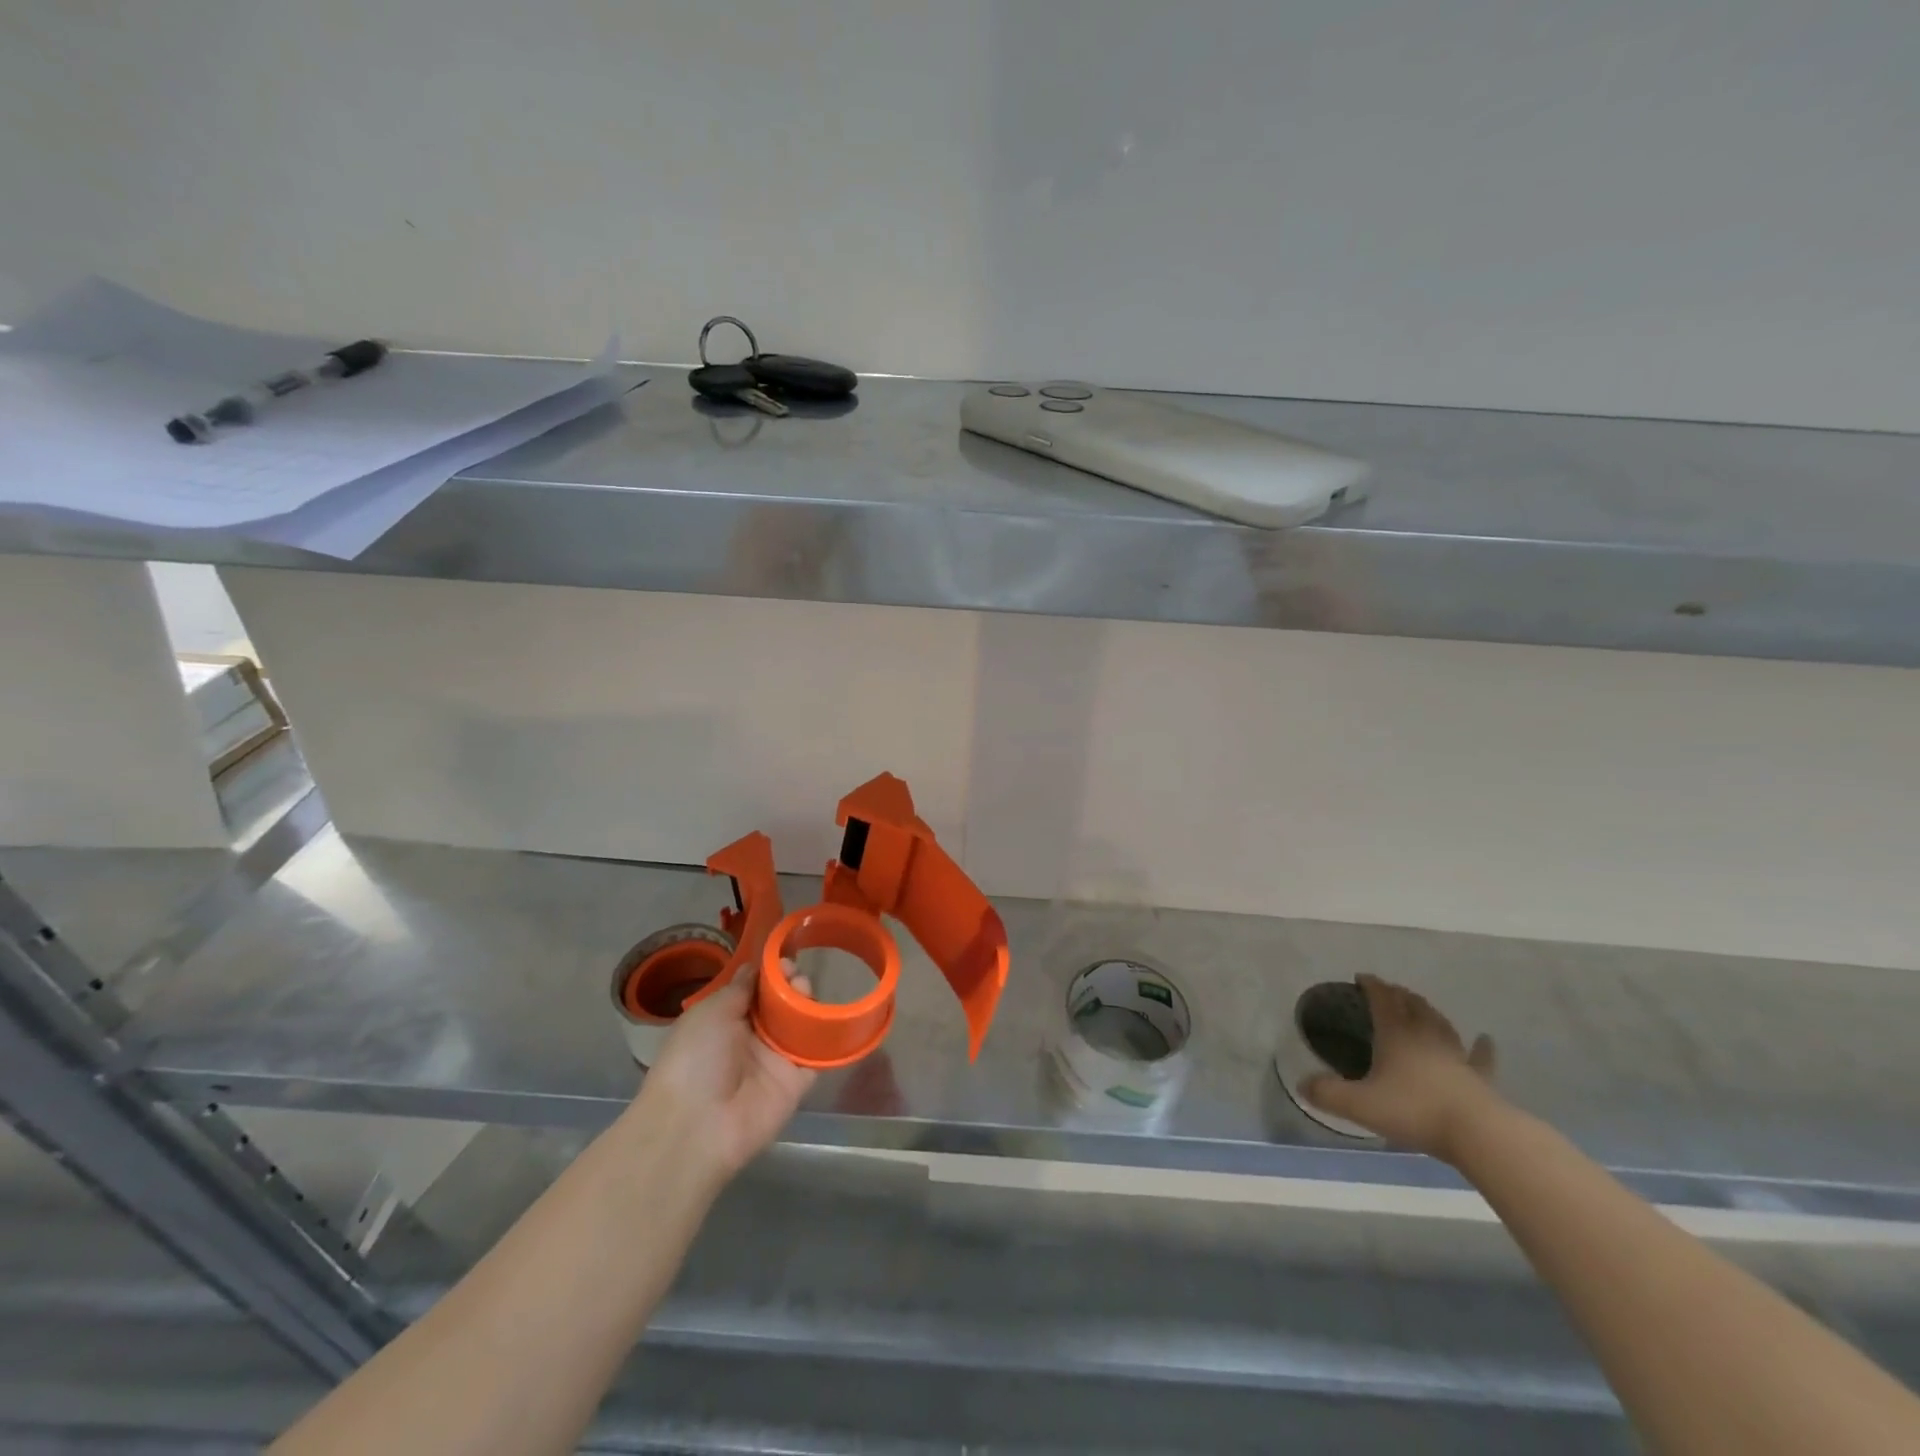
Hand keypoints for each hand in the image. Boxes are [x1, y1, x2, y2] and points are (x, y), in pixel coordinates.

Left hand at [632, 964, 815, 1182]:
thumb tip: (754, 967)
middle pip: (782, 1006)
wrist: (698, 1125)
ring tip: (808, 994)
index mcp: (726, 1022)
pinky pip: (817, 1057)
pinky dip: (828, 1039)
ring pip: (801, 1026)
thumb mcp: (710, 1012)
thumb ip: (739, 988)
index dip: (772, 975)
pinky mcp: (796, 1084)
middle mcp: (752, 1040)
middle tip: (798, 979)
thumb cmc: (696, 1058)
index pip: (756, 991)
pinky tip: (834, 1019)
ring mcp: (775, 1062)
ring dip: (809, 1006)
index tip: (784, 962)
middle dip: (793, 987)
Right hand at [1300, 974, 1499, 1163]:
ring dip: (1428, 1011)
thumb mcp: (1359, 1104)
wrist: (1477, 1134)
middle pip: (1412, 1005)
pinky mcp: (1479, 1077)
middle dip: (1399, 994)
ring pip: (1440, 1023)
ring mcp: (1456, 1055)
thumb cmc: (1414, 1110)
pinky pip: (1479, 1056)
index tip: (1361, 977)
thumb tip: (1302, 1084)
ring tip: (1420, 1005)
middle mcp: (1425, 1035)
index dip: (1371, 985)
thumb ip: (1327, 1093)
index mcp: (1395, 1034)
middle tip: (1389, 990)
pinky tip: (1485, 1039)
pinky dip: (1481, 1046)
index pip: (1382, 999)